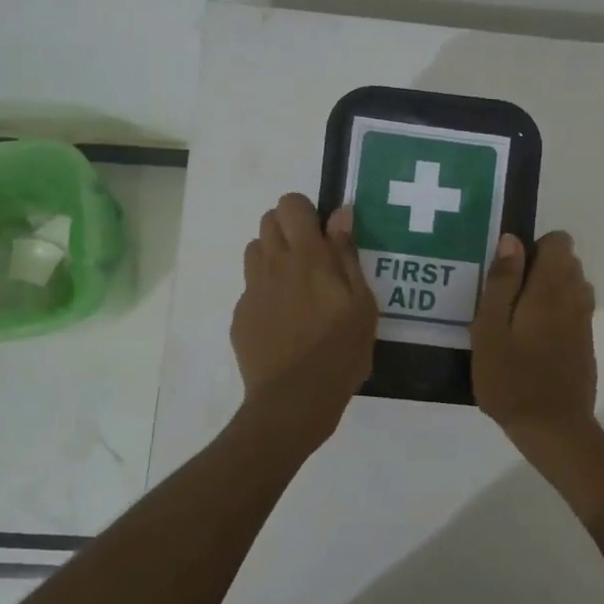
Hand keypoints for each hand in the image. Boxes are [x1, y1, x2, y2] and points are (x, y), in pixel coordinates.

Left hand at [231, 194, 377, 439]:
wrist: (294, 399)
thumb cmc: (340, 351)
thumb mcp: (362, 304)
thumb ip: (348, 255)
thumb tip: (340, 214)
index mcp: (308, 257)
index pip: (291, 204)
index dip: (305, 211)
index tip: (323, 234)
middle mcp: (273, 265)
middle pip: (268, 221)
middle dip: (289, 229)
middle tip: (312, 259)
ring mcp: (252, 290)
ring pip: (255, 250)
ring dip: (274, 256)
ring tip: (296, 286)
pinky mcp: (240, 316)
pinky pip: (251, 288)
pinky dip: (266, 291)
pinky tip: (284, 321)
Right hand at [470, 231, 597, 439]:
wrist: (553, 429)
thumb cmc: (511, 378)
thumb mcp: (490, 329)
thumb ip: (501, 282)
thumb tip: (512, 240)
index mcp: (551, 288)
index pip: (559, 241)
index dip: (533, 247)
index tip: (508, 273)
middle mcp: (575, 297)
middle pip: (567, 261)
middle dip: (539, 268)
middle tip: (506, 299)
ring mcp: (584, 321)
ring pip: (572, 285)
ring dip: (548, 290)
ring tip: (517, 319)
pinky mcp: (586, 342)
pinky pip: (573, 310)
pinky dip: (555, 312)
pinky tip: (531, 341)